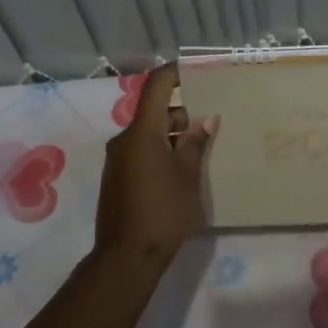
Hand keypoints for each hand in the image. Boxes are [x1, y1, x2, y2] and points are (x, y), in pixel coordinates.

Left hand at [95, 63, 216, 269]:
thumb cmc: (163, 211)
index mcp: (142, 132)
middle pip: (155, 113)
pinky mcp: (117, 178)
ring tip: (201, 151)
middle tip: (211, 124)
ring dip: (172, 136)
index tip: (197, 70)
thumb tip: (205, 119)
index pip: (156, 87)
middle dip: (182, 115)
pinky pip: (141, 152)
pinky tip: (181, 171)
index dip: (175, 73)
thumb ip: (195, 143)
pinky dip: (160, 152)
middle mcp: (124, 140)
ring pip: (149, 135)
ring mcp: (118, 160)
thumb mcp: (188, 175)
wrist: (126, 256)